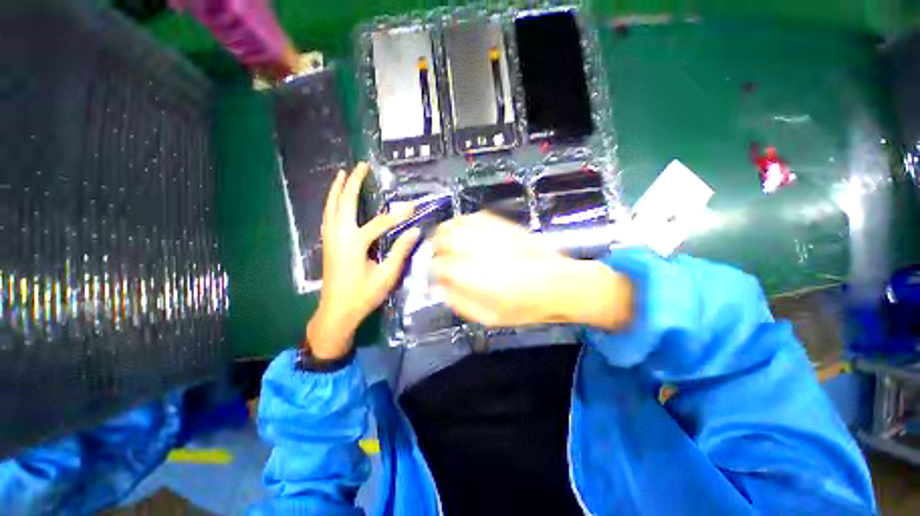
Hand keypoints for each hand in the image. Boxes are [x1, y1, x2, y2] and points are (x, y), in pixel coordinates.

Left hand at [306, 163, 420, 359]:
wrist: (336, 312)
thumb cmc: (363, 296)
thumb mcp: (386, 276)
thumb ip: (400, 251)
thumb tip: (415, 231)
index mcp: (354, 244)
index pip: (380, 223)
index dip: (398, 214)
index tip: (413, 207)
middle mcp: (339, 236)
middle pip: (344, 203)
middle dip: (352, 183)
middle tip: (361, 166)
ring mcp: (330, 239)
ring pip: (331, 207)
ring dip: (337, 189)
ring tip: (343, 174)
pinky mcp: (328, 244)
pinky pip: (328, 216)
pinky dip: (332, 203)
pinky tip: (335, 200)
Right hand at [430, 213, 632, 329]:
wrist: (558, 284)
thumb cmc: (524, 306)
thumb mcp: (488, 317)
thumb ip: (459, 302)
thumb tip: (438, 288)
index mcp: (473, 277)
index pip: (438, 266)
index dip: (432, 271)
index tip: (436, 276)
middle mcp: (477, 251)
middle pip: (441, 240)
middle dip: (435, 249)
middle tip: (439, 258)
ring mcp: (489, 234)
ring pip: (454, 225)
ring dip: (445, 234)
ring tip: (447, 243)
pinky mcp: (501, 224)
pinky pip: (473, 217)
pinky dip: (462, 222)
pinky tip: (463, 231)